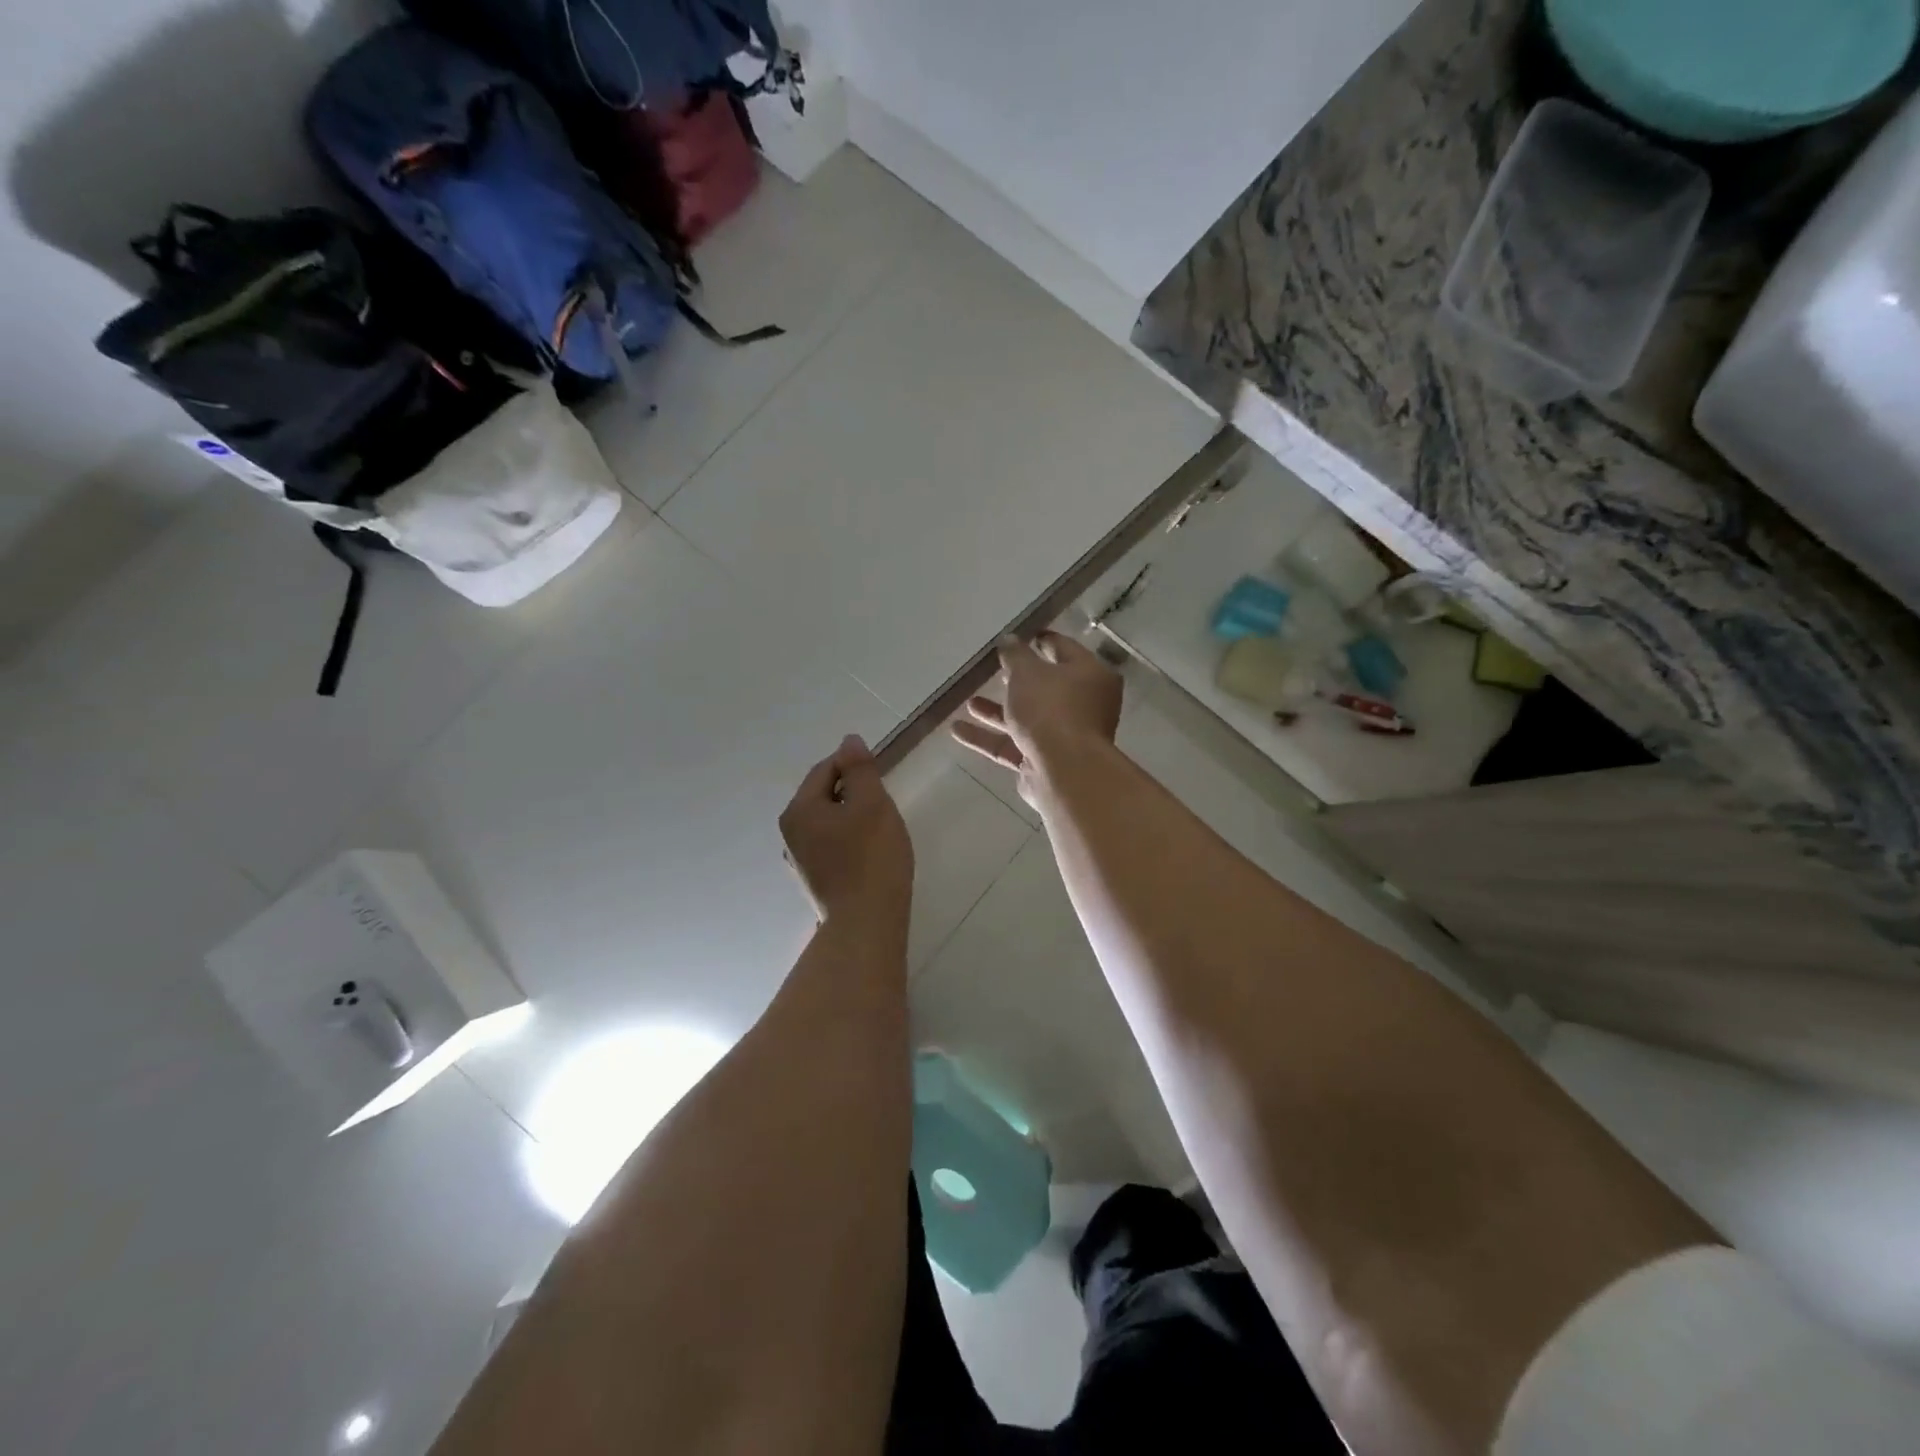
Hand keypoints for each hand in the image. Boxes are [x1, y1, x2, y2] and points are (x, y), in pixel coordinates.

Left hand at [780, 735, 913, 928]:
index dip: (853, 764)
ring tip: (880, 827)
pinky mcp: (814, 882)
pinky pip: (831, 846)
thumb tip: (849, 740)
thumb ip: (859, 769)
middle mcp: (790, 833)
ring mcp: (799, 861)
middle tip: (883, 802)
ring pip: (828, 822)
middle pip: (823, 796)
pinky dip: (850, 841)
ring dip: (852, 817)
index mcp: (799, 810)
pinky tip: (870, 853)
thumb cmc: (871, 857)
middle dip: (853, 792)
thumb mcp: (871, 803)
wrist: (867, 924)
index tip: (880, 773)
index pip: (825, 770)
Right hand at [951, 633, 1122, 804]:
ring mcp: (1064, 737)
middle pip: (1046, 688)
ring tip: (968, 703)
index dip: (1040, 641)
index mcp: (1090, 675)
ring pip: (1026, 719)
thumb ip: (1015, 654)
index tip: (1019, 635)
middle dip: (1017, 681)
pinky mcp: (1043, 763)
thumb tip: (1009, 639)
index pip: (1064, 649)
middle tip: (994, 670)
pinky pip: (1013, 745)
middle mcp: (1082, 706)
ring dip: (997, 712)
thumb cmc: (1051, 709)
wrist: (1063, 771)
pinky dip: (988, 738)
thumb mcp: (1027, 672)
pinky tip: (957, 731)